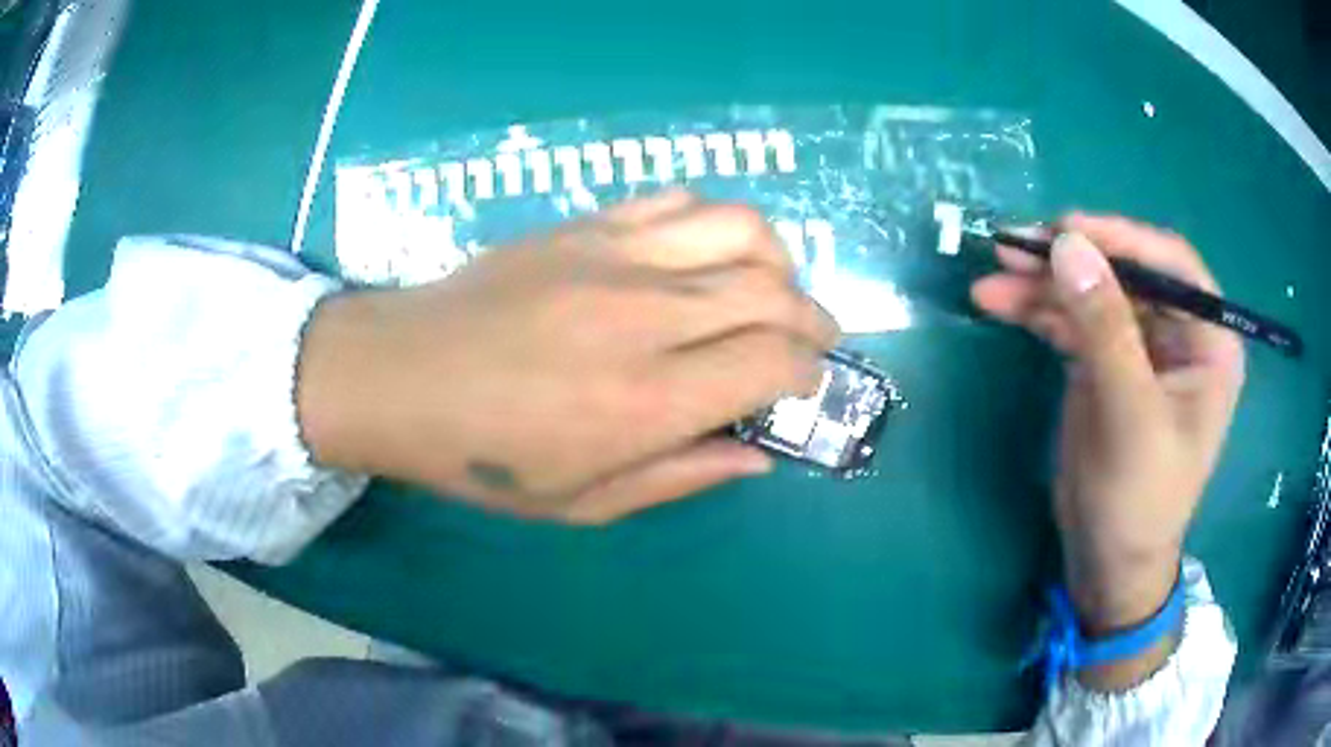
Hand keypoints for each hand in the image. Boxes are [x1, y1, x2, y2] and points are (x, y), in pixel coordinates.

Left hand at [296, 191, 838, 523]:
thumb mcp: (582, 502)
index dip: (806, 372)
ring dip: (778, 258)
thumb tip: (759, 455)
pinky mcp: (585, 225)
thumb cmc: (482, 457)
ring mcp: (614, 257)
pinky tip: (706, 253)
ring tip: (773, 286)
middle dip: (813, 317)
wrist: (398, 378)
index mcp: (645, 402)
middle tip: (812, 339)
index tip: (803, 384)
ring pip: (740, 228)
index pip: (772, 362)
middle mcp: (644, 317)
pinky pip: (677, 200)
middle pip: (772, 291)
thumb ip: (681, 476)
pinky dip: (715, 222)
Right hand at [972, 215, 1243, 684]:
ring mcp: (1138, 347)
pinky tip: (999, 304)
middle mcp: (1177, 334)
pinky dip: (1037, 311)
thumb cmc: (1138, 500)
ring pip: (1092, 293)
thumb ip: (1106, 330)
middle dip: (1071, 259)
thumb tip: (1069, 245)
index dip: (1121, 238)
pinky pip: (1072, 321)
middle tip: (1014, 247)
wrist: (1108, 562)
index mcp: (1207, 342)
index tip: (1065, 229)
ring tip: (991, 278)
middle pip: (1124, 273)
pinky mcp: (1105, 364)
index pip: (1171, 265)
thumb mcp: (1129, 416)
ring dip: (1043, 284)